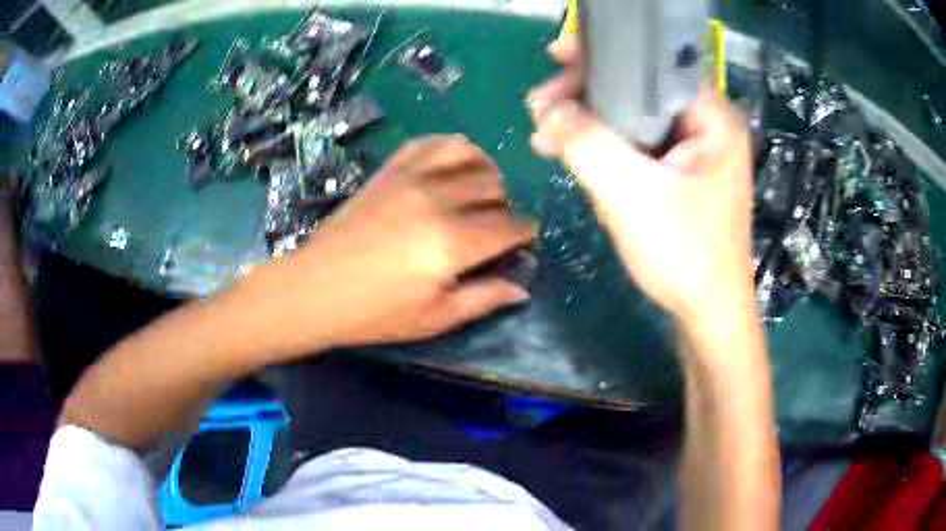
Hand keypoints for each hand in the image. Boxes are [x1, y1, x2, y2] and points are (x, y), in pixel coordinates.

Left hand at [245, 135, 536, 355]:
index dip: (525, 233)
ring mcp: (411, 178)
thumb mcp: (433, 319)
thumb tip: (521, 288)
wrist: (314, 289)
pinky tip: (449, 169)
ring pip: (470, 154)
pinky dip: (451, 149)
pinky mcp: (390, 170)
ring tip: (476, 192)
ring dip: (484, 171)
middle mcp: (438, 200)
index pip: (510, 226)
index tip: (523, 241)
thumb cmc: (374, 313)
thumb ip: (483, 299)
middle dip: (505, 205)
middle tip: (494, 226)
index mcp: (453, 243)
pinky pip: (431, 143)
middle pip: (494, 186)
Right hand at [526, 36, 756, 325]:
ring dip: (591, 123)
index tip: (558, 57)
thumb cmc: (683, 255)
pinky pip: (640, 144)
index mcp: (712, 118)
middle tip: (541, 108)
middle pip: (641, 89)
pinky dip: (607, 146)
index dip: (603, 56)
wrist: (708, 314)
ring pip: (636, 118)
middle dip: (587, 95)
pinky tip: (574, 154)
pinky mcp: (685, 174)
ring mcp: (698, 152)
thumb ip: (585, 142)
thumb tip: (546, 107)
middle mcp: (709, 126)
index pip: (653, 64)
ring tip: (546, 135)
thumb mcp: (629, 194)